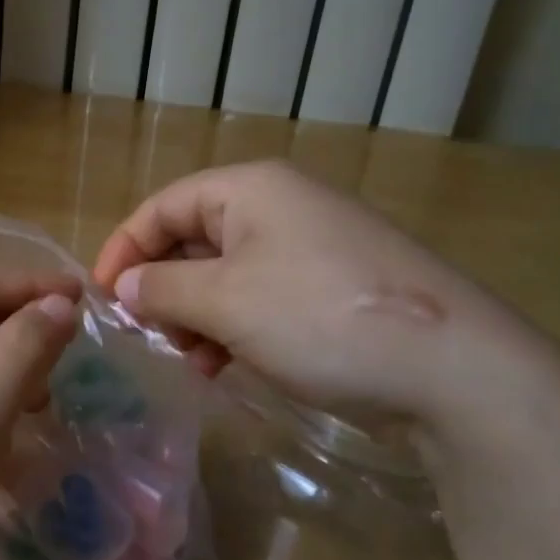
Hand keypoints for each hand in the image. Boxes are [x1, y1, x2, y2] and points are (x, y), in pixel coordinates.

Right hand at [92, 161, 553, 423]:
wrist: (458, 370)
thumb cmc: (321, 316)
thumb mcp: (226, 301)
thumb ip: (163, 289)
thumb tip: (123, 286)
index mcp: (251, 189)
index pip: (164, 206)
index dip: (125, 247)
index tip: (102, 296)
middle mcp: (281, 206)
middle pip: (196, 238)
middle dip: (164, 288)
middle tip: (149, 336)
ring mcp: (313, 247)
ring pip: (229, 273)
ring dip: (198, 314)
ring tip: (189, 361)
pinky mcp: (336, 288)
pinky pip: (264, 297)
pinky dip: (236, 326)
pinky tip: (227, 366)